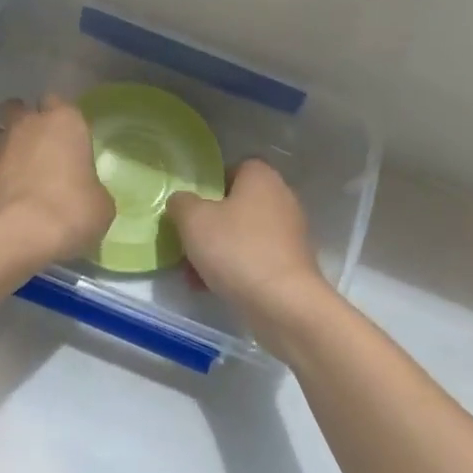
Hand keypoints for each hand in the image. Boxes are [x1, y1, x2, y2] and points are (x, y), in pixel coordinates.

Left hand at [0, 94, 114, 268]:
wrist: (11, 237)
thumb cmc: (68, 213)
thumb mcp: (100, 207)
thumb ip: (92, 190)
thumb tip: (86, 194)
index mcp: (64, 123)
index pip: (61, 102)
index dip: (64, 120)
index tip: (69, 140)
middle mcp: (26, 125)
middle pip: (20, 108)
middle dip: (26, 122)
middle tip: (40, 150)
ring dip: (6, 148)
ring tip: (18, 177)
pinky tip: (4, 200)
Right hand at [167, 160, 331, 329]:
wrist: (283, 303)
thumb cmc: (236, 250)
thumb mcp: (193, 220)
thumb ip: (181, 203)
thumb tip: (182, 202)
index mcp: (262, 178)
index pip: (232, 169)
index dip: (208, 186)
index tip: (190, 209)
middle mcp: (281, 198)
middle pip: (235, 205)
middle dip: (208, 225)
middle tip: (187, 243)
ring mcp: (289, 233)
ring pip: (242, 235)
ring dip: (217, 251)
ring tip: (193, 274)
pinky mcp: (291, 264)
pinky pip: (255, 258)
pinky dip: (235, 269)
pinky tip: (212, 287)